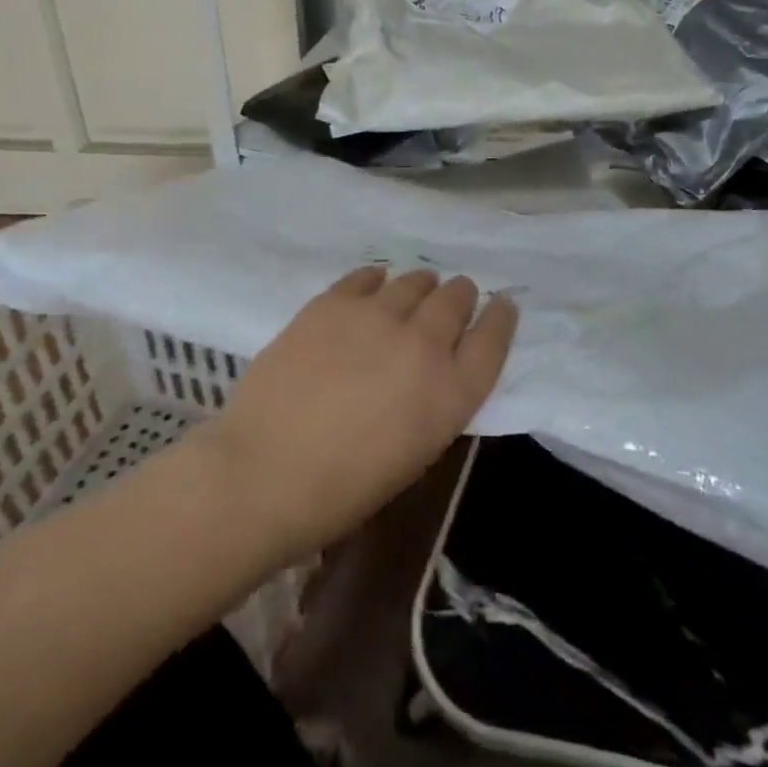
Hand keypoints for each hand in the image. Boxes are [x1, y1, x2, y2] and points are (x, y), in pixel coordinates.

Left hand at [196, 267, 516, 564]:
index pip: (494, 341)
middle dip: (461, 296)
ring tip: (417, 288)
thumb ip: (434, 401)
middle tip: (456, 295)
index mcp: (450, 394)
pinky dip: (377, 280)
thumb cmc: (342, 489)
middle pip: (456, 300)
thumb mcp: (413, 453)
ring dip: (422, 285)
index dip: (501, 318)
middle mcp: (422, 344)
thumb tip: (433, 368)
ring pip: (414, 281)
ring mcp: (376, 316)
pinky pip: (366, 277)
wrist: (264, 471)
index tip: (502, 304)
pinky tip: (375, 284)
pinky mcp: (333, 303)